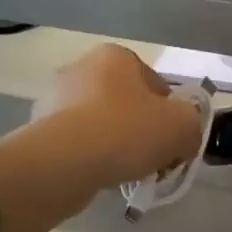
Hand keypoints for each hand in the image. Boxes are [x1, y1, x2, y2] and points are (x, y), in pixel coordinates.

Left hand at [33, 45, 203, 190]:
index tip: (173, 141)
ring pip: (101, 124)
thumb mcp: (183, 126)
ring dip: (116, 144)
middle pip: (127, 103)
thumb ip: (192, 127)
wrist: (64, 162)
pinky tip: (100, 175)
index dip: (170, 115)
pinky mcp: (39, 129)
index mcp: (115, 56)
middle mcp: (81, 68)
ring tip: (126, 171)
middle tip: (153, 158)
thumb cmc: (127, 130)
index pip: (156, 84)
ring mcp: (55, 99)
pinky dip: (91, 157)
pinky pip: (78, 143)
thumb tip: (183, 139)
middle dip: (141, 129)